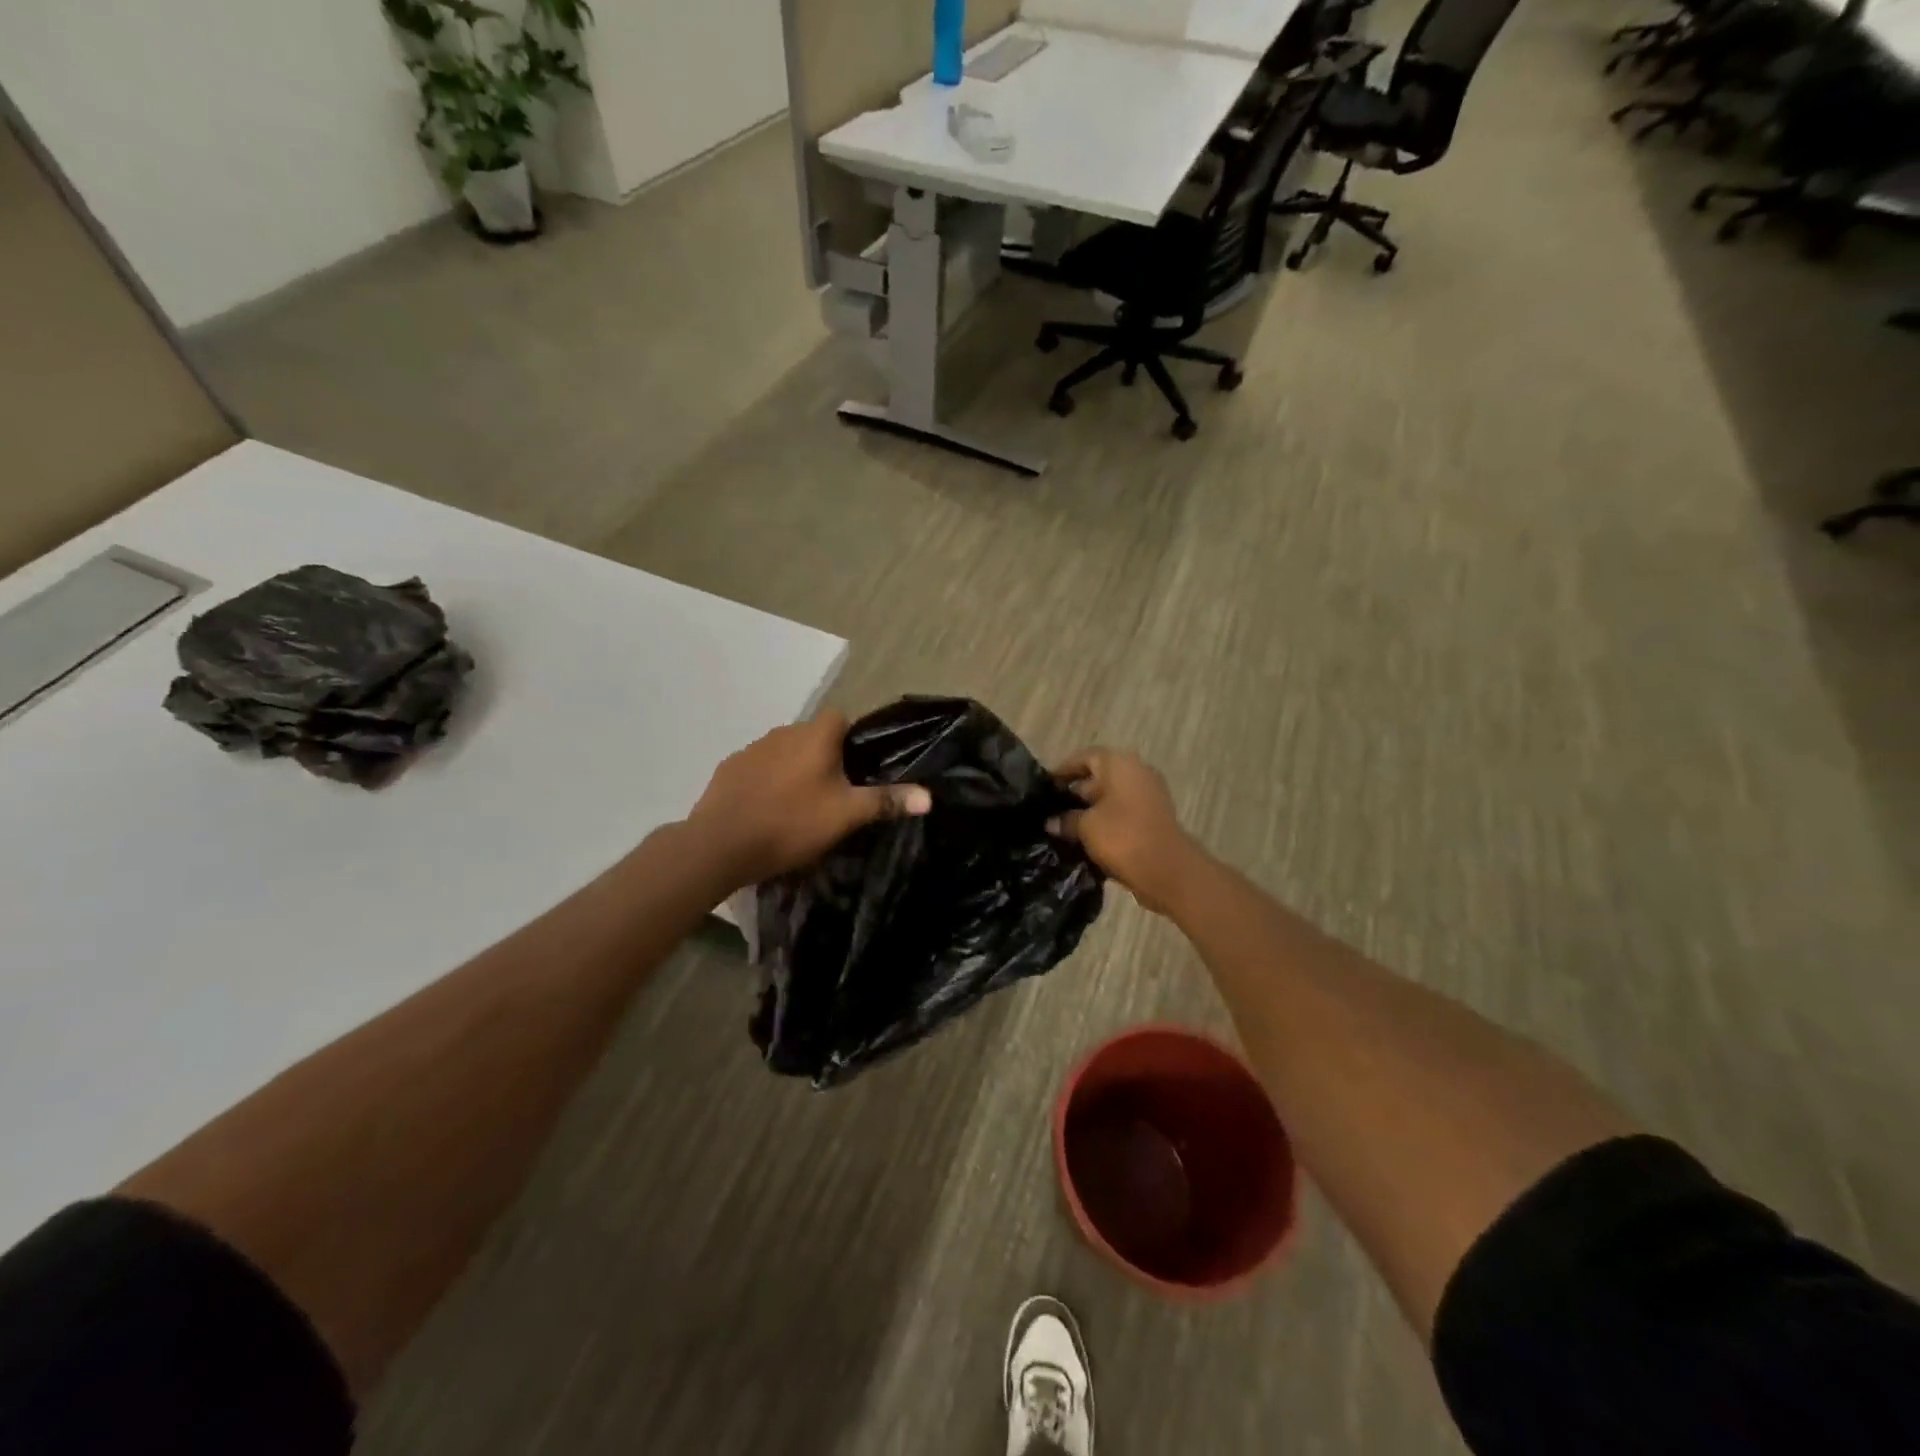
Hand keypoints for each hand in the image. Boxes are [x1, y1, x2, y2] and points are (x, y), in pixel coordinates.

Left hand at [687, 711, 931, 888]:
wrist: (720, 844)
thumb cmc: (791, 823)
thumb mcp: (846, 816)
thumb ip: (886, 801)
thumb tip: (929, 795)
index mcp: (814, 736)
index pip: (841, 718)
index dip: (853, 739)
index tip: (858, 770)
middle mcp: (782, 732)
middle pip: (813, 737)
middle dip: (824, 758)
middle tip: (834, 795)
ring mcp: (751, 749)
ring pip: (783, 753)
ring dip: (793, 770)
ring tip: (799, 807)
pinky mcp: (728, 770)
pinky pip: (757, 769)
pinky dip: (766, 783)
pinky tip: (766, 812)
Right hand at [1048, 748, 1204, 914]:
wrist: (1167, 870)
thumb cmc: (1122, 836)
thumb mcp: (1086, 826)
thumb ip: (1066, 820)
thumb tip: (1051, 822)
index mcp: (1120, 764)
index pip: (1086, 757)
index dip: (1064, 769)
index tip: (1046, 785)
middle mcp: (1137, 773)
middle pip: (1099, 777)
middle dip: (1075, 793)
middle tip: (1050, 810)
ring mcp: (1149, 797)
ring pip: (1111, 798)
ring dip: (1089, 811)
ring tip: (1062, 828)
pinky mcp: (1153, 819)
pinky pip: (1122, 814)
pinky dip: (1105, 823)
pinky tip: (1084, 840)